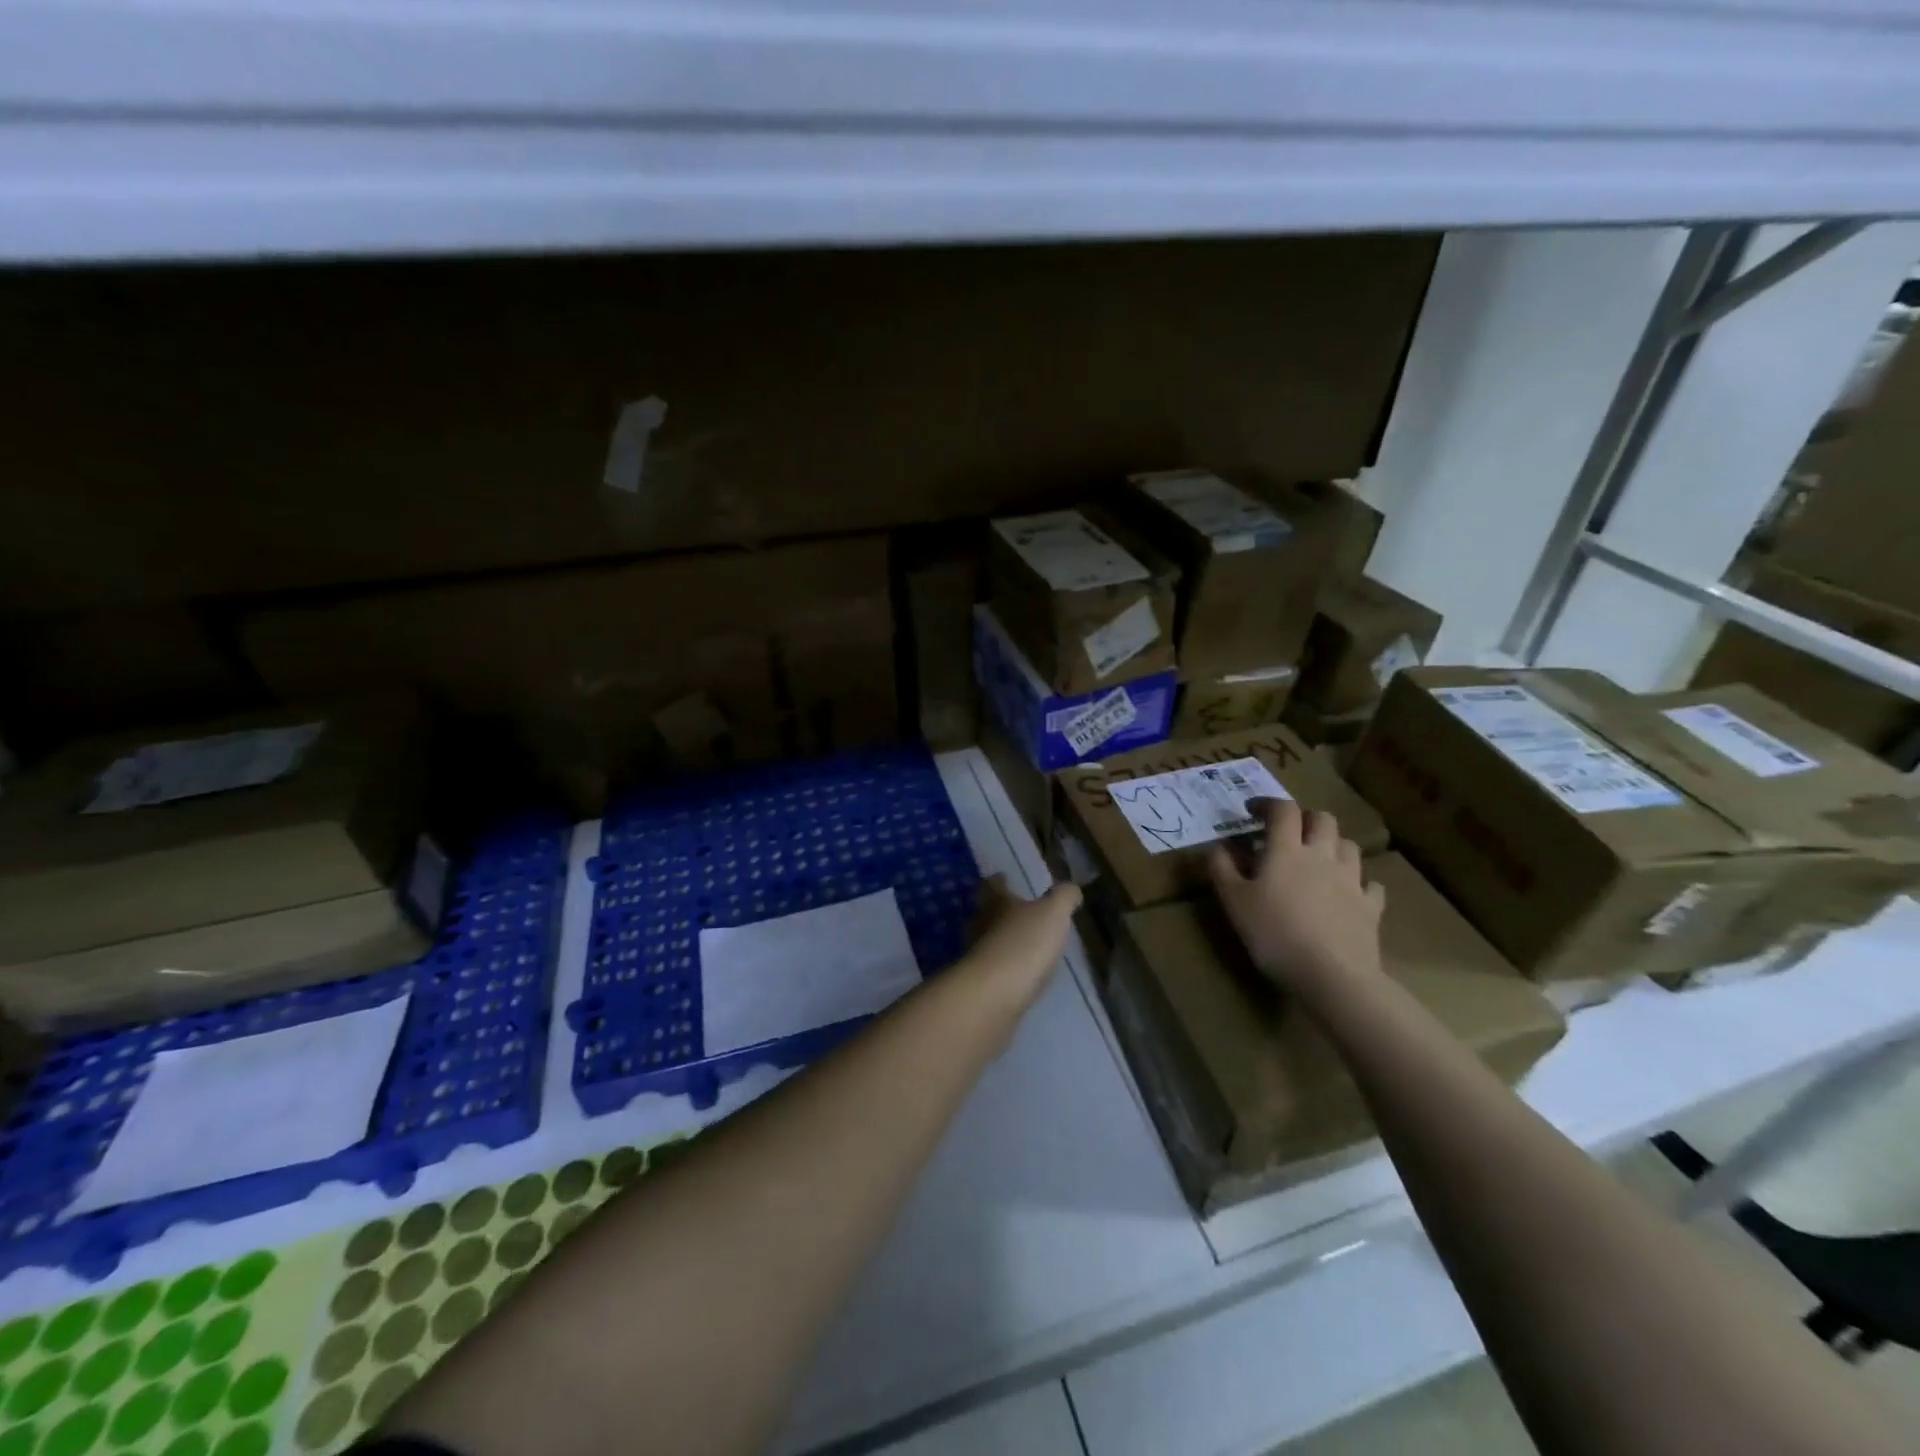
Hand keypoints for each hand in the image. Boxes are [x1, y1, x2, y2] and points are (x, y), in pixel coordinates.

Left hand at [966, 876, 1081, 1010]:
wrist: (994, 995)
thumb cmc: (1024, 943)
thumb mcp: (1053, 913)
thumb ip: (1064, 897)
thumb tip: (1071, 889)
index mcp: (996, 903)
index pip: (993, 885)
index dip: (999, 881)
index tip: (1003, 877)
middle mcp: (981, 925)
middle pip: (985, 912)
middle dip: (999, 911)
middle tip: (1017, 912)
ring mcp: (977, 956)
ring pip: (988, 940)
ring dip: (1002, 940)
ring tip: (1023, 945)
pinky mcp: (980, 984)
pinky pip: (993, 969)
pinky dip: (1005, 968)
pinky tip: (1020, 974)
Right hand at [1206, 799, 1385, 1003]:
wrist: (1331, 975)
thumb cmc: (1274, 933)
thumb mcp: (1233, 901)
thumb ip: (1222, 868)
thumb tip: (1219, 846)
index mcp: (1287, 849)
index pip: (1283, 809)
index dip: (1267, 803)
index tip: (1252, 811)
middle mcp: (1322, 855)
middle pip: (1323, 819)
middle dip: (1305, 819)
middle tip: (1289, 833)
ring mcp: (1352, 880)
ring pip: (1349, 846)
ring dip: (1333, 845)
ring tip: (1318, 860)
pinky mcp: (1371, 907)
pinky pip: (1371, 885)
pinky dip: (1360, 883)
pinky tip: (1349, 894)